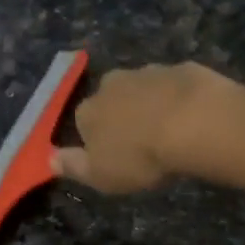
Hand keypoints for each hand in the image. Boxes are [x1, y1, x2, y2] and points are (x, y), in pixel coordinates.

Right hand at [51, 62, 230, 194]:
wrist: (194, 122)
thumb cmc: (141, 156)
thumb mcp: (101, 175)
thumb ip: (74, 167)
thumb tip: (49, 159)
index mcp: (88, 111)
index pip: (82, 122)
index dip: (97, 139)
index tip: (114, 156)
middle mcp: (111, 84)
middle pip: (111, 100)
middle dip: (122, 115)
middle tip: (142, 142)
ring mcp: (148, 72)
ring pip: (143, 89)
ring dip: (151, 104)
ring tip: (170, 130)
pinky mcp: (181, 68)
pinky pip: (174, 84)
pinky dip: (179, 97)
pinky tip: (193, 116)